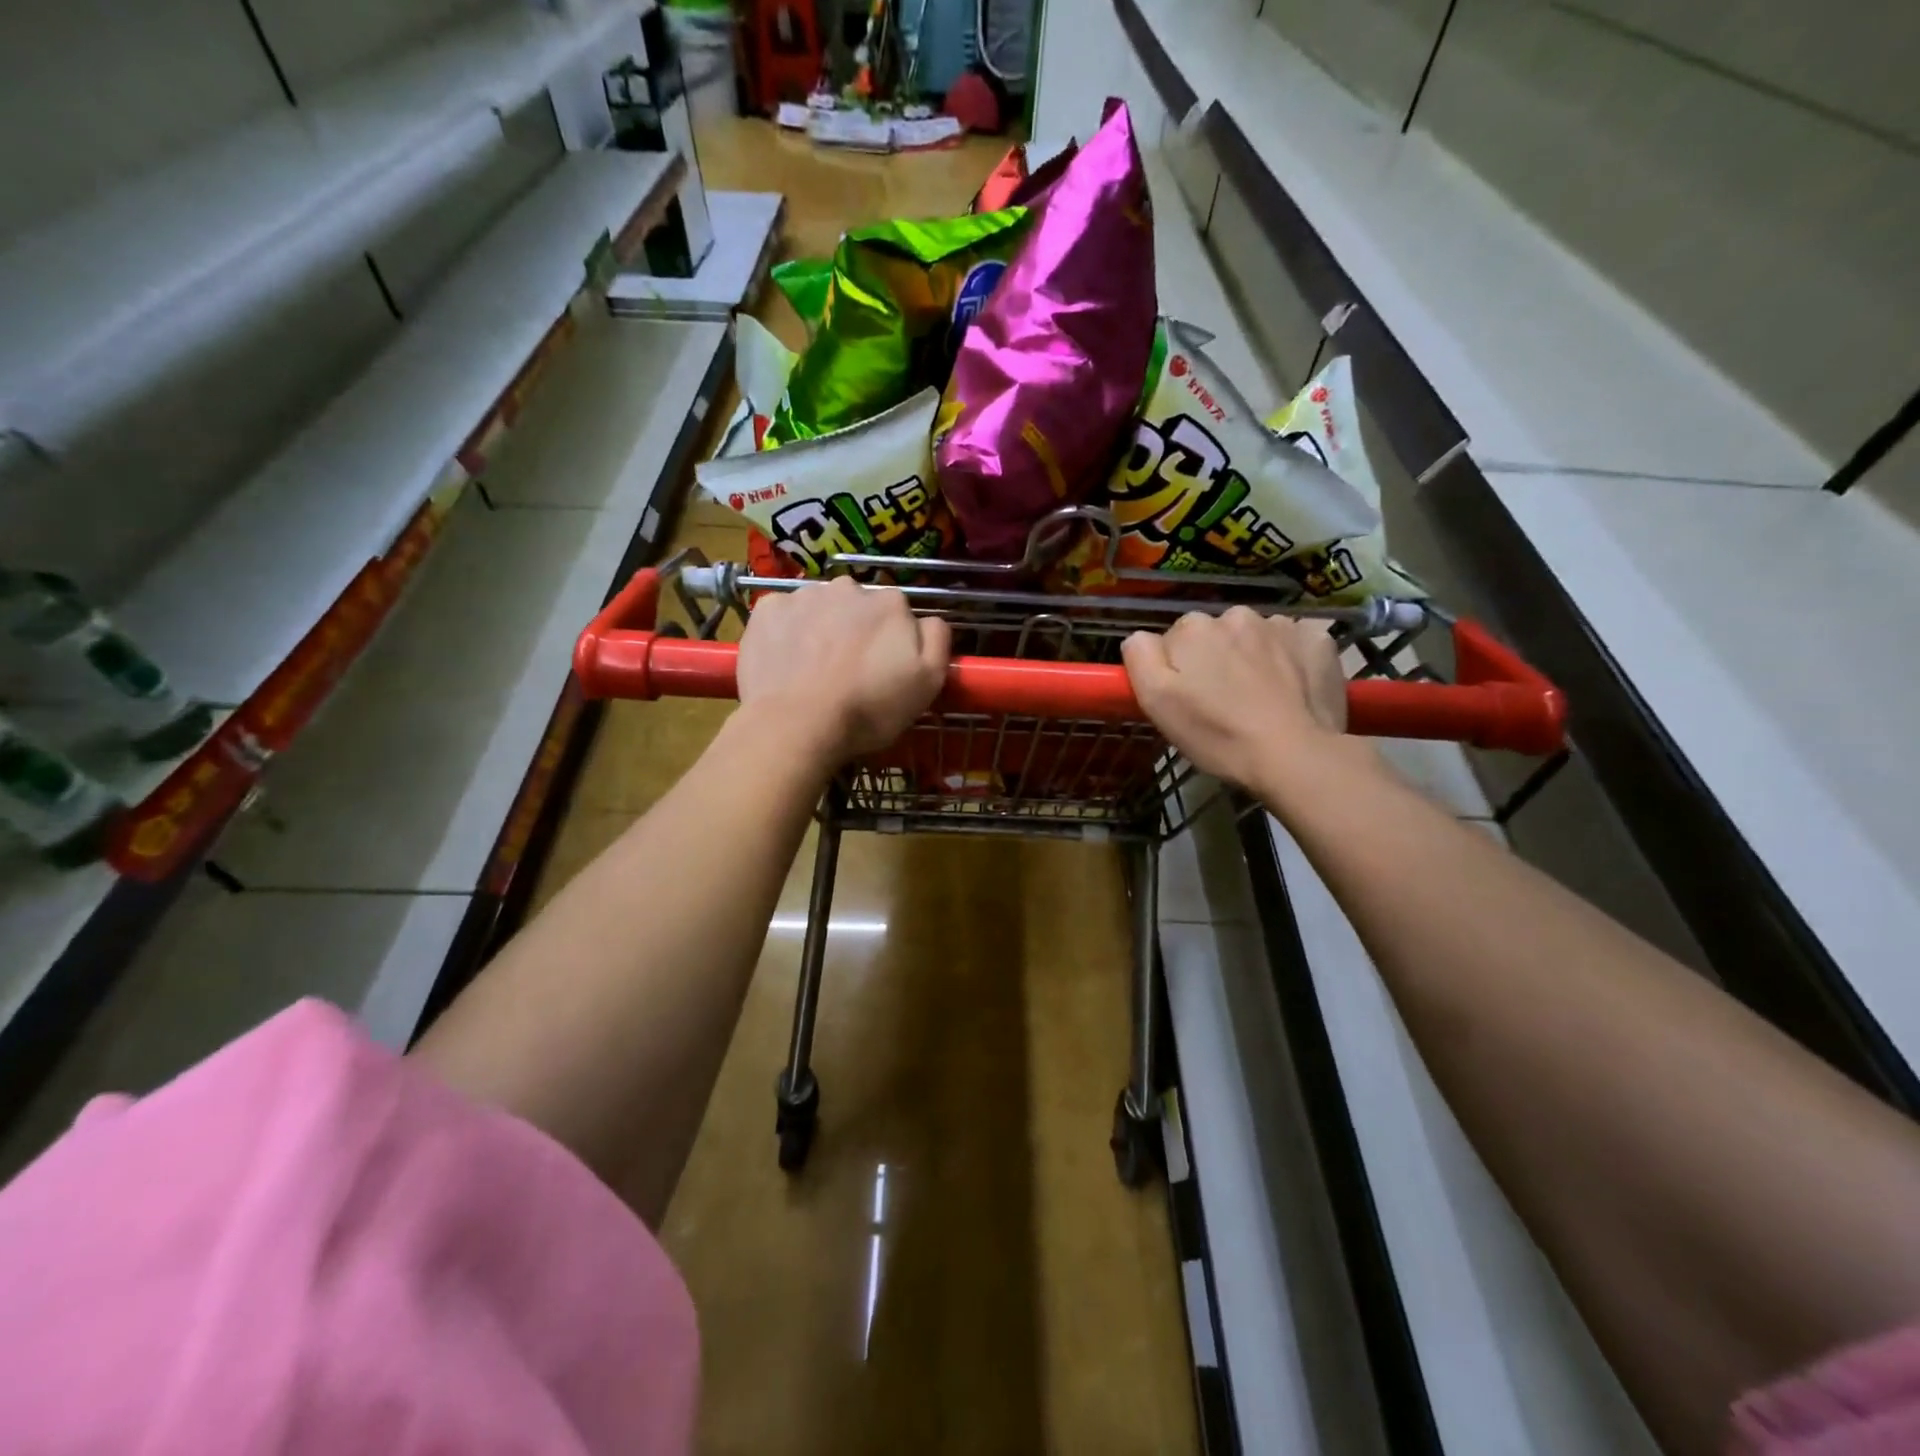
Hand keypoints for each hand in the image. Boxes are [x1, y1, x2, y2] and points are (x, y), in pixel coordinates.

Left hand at [737, 576, 949, 764]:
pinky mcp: (767, 609)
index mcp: (890, 603)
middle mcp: (848, 587)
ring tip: (814, 670)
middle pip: (858, 606)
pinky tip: (786, 661)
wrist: (796, 725)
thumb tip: (928, 620)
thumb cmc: (868, 709)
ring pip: (820, 608)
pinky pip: (784, 614)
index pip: (898, 614)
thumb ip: (936, 640)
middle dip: (856, 630)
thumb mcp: (928, 682)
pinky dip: (786, 631)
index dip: (892, 643)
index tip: (883, 670)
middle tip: (848, 671)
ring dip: (821, 628)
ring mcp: (804, 595)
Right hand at [1122, 608, 1350, 791]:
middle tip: (1225, 702)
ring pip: (1256, 637)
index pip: (1175, 640)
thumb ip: (1140, 657)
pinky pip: (1295, 641)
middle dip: (1217, 659)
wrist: (1294, 756)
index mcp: (1193, 628)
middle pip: (1217, 635)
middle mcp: (1236, 615)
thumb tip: (1141, 637)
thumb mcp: (1157, 702)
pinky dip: (1292, 658)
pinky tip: (1293, 688)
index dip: (1179, 670)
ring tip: (1261, 698)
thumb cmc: (1217, 733)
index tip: (1190, 699)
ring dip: (1254, 657)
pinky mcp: (1319, 639)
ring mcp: (1282, 624)